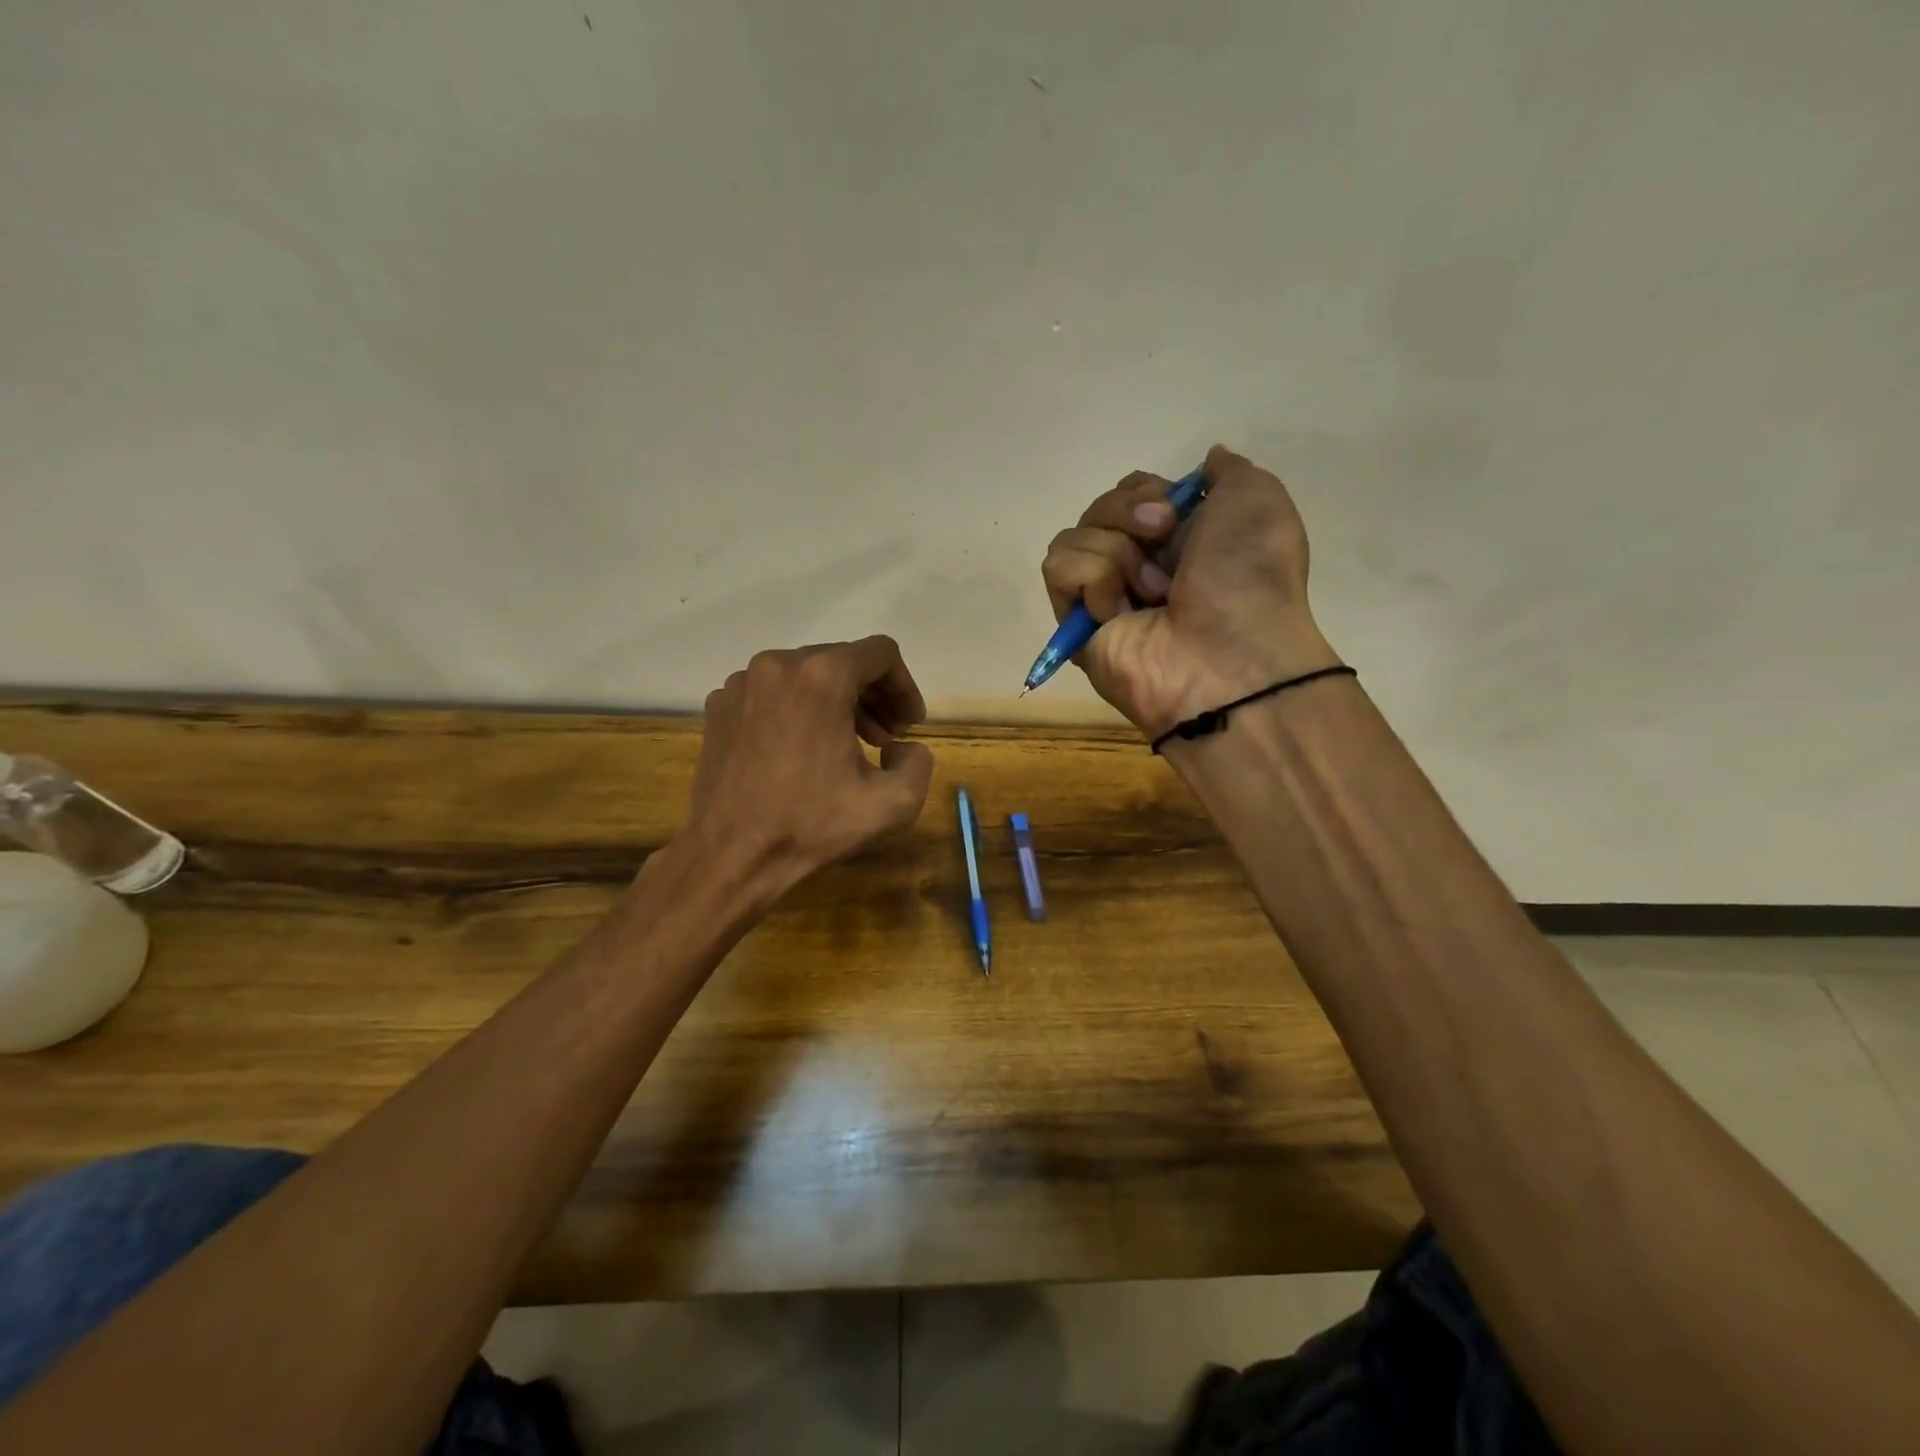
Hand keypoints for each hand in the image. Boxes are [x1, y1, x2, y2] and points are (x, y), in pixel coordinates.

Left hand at [681, 636, 934, 903]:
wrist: (729, 855)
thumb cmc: (811, 826)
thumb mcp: (892, 804)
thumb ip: (919, 763)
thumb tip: (902, 747)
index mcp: (821, 677)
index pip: (881, 654)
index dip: (904, 687)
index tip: (908, 726)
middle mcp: (777, 665)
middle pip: (842, 660)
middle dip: (872, 696)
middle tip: (885, 739)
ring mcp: (741, 683)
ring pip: (805, 675)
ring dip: (836, 703)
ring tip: (847, 747)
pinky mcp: (719, 706)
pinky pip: (772, 693)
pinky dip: (797, 711)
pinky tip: (802, 752)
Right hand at [1041, 445, 1340, 737]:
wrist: (1227, 655)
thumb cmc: (1248, 577)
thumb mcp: (1257, 500)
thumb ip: (1228, 471)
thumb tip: (1205, 461)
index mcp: (1180, 538)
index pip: (1131, 490)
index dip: (1147, 490)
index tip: (1175, 507)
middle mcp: (1139, 563)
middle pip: (1100, 508)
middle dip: (1130, 512)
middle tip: (1163, 536)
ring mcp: (1105, 595)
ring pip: (1075, 536)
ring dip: (1118, 553)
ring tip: (1154, 592)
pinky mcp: (1076, 622)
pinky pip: (1059, 569)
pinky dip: (1093, 580)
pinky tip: (1122, 612)